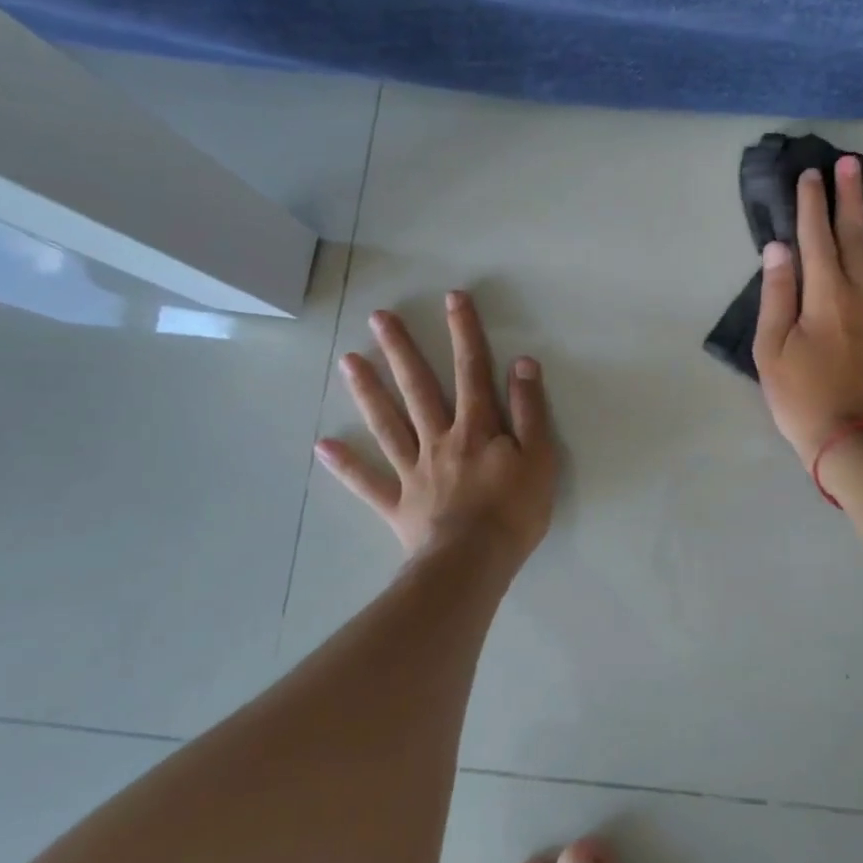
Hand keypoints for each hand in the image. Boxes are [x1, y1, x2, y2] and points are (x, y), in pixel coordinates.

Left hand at [315, 291, 557, 562]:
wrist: (473, 564)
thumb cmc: (513, 511)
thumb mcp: (539, 457)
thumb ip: (529, 410)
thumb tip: (521, 363)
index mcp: (476, 427)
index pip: (472, 370)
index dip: (464, 332)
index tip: (452, 298)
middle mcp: (440, 439)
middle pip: (418, 388)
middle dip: (402, 350)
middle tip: (378, 318)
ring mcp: (414, 471)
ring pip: (388, 424)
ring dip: (368, 391)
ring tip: (348, 361)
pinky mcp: (398, 503)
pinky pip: (368, 482)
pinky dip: (346, 465)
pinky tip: (323, 445)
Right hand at [752, 156, 862, 465]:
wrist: (858, 446)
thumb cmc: (804, 401)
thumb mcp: (771, 352)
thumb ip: (777, 297)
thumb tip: (779, 248)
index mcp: (825, 296)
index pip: (815, 239)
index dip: (811, 205)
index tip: (811, 174)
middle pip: (858, 238)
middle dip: (852, 198)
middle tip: (852, 163)